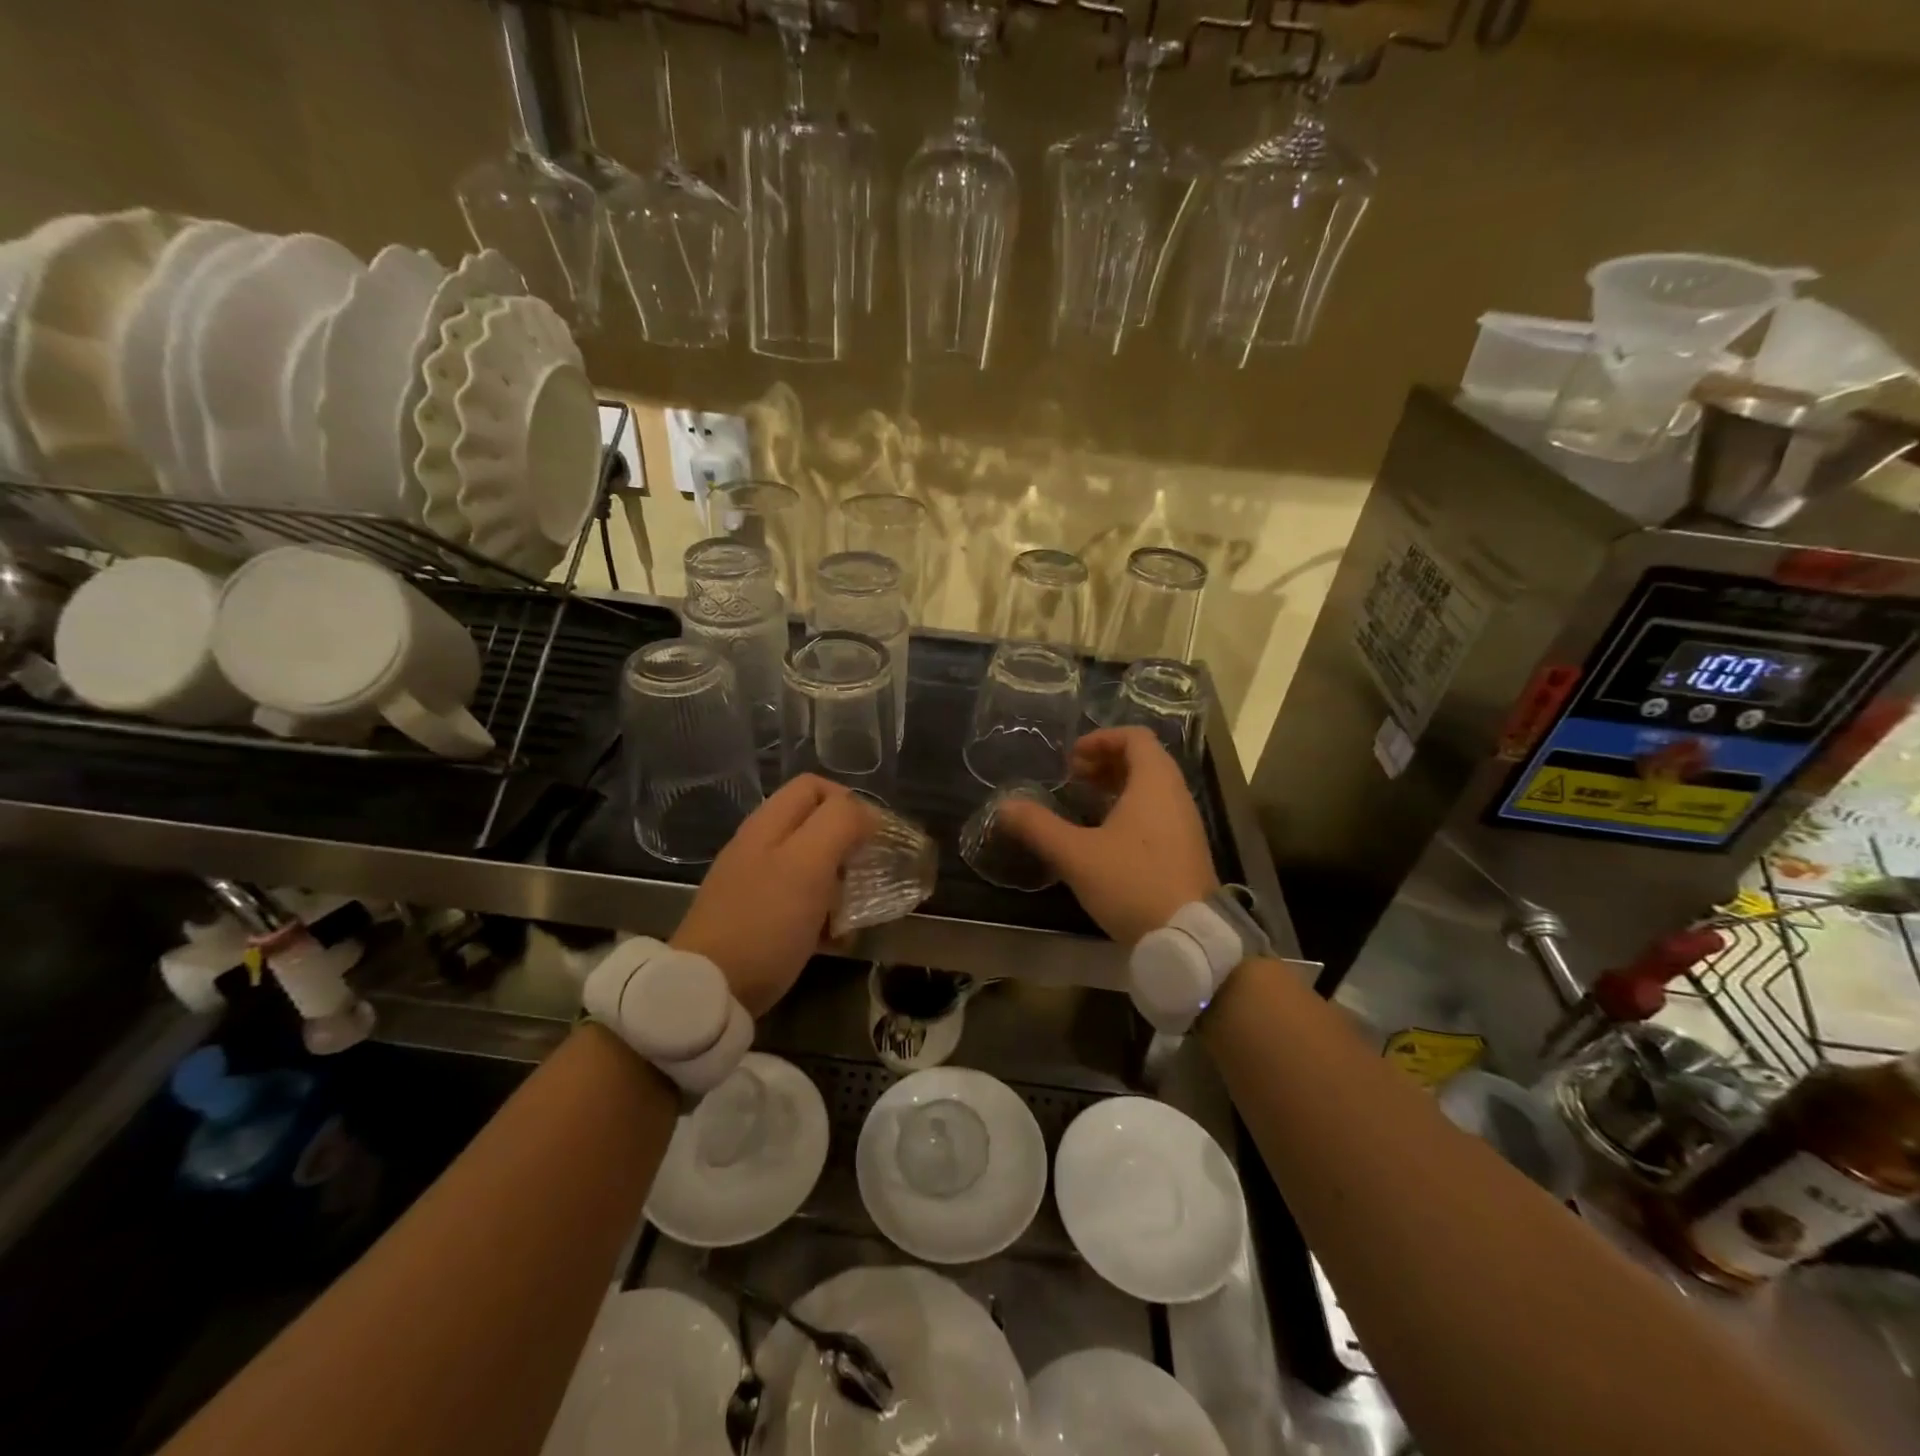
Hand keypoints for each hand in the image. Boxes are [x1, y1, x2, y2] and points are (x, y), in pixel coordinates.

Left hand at [672, 775, 875, 1016]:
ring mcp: (755, 884)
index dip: (849, 802)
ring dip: (840, 884)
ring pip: (811, 867)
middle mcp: (760, 846)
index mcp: (769, 824)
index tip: (874, 837)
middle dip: (849, 846)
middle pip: (815, 826)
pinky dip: (823, 915)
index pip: (815, 787)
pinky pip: (800, 904)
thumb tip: (868, 815)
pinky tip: (835, 939)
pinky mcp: (757, 919)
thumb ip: (839, 825)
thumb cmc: (764, 921)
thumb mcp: (808, 864)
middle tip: (867, 873)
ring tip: (855, 910)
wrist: (708, 990)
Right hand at [999, 728, 1219, 946]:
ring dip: (1117, 786)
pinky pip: (1158, 811)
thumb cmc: (1132, 883)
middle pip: (1143, 760)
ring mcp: (1186, 823)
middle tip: (1073, 778)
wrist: (1189, 938)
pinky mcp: (1186, 849)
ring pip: (1152, 788)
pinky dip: (1131, 809)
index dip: (1101, 739)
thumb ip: (1039, 827)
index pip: (1135, 737)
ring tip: (1085, 803)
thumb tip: (1005, 807)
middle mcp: (1176, 795)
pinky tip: (1106, 836)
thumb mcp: (1076, 855)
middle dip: (1105, 762)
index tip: (1072, 758)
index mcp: (1154, 783)